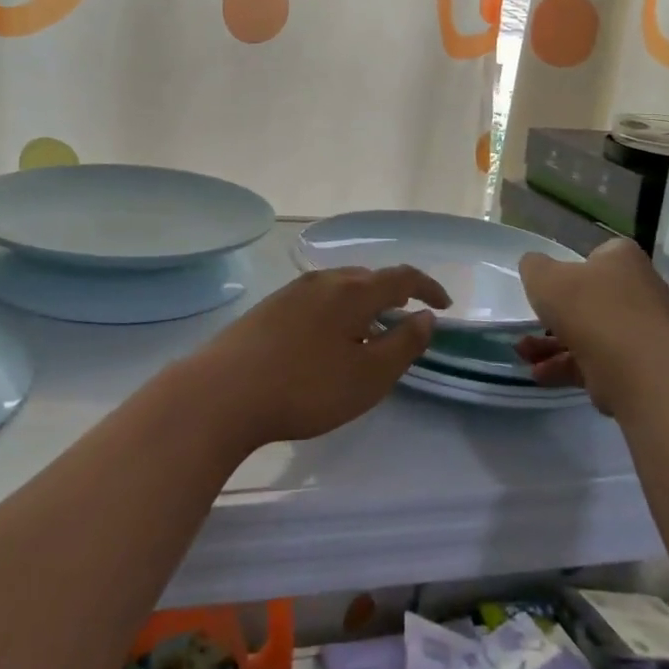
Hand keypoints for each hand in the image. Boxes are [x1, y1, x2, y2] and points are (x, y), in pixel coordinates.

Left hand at [191, 266, 450, 446]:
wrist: (223, 391)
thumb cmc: (306, 387)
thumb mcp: (368, 376)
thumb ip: (403, 344)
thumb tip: (425, 317)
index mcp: (352, 291)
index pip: (401, 277)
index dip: (428, 287)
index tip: (444, 305)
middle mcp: (323, 280)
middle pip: (368, 277)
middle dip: (393, 293)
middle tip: (407, 318)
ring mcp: (291, 291)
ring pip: (340, 287)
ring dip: (363, 302)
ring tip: (370, 329)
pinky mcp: (269, 307)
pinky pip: (317, 298)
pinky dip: (337, 310)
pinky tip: (328, 338)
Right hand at [516, 239, 668, 413]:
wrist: (636, 370)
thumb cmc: (588, 309)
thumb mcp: (543, 277)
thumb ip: (534, 266)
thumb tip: (535, 266)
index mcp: (624, 259)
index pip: (600, 254)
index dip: (572, 267)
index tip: (551, 283)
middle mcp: (643, 290)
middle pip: (593, 298)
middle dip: (557, 315)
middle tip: (531, 324)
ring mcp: (645, 331)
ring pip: (593, 333)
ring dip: (555, 344)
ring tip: (525, 355)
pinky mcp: (643, 366)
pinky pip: (601, 360)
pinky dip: (570, 366)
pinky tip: (541, 375)